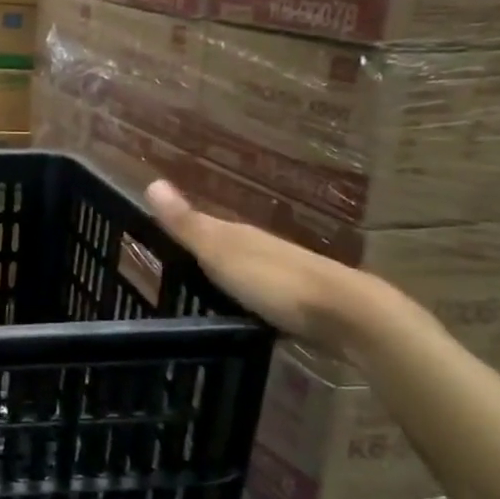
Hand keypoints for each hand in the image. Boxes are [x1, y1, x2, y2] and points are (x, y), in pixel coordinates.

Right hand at [145, 180, 385, 352]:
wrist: (348, 315)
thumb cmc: (274, 280)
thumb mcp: (220, 252)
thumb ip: (187, 224)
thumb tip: (151, 182)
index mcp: (240, 235)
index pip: (204, 226)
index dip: (181, 230)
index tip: (155, 242)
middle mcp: (262, 250)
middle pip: (227, 248)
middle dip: (204, 256)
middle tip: (172, 273)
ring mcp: (285, 277)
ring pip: (247, 273)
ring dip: (228, 281)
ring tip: (201, 298)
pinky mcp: (301, 306)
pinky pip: (264, 298)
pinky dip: (250, 303)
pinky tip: (241, 317)